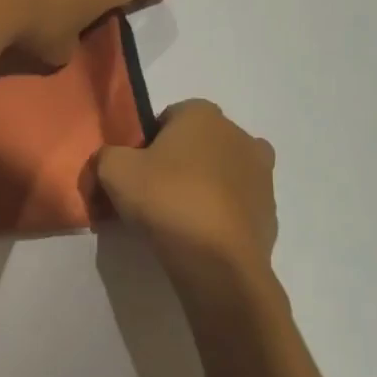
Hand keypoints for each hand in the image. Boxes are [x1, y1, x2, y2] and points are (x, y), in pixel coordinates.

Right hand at [98, 100, 283, 310]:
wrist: (219, 262)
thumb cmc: (167, 200)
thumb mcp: (114, 171)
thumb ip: (106, 156)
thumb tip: (111, 162)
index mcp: (203, 114)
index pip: (167, 119)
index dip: (147, 144)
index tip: (136, 172)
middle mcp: (239, 134)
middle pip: (197, 144)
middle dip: (178, 163)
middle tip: (154, 195)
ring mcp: (261, 173)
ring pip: (220, 173)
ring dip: (203, 187)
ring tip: (179, 219)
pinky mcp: (270, 210)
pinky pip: (236, 205)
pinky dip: (221, 215)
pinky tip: (201, 237)